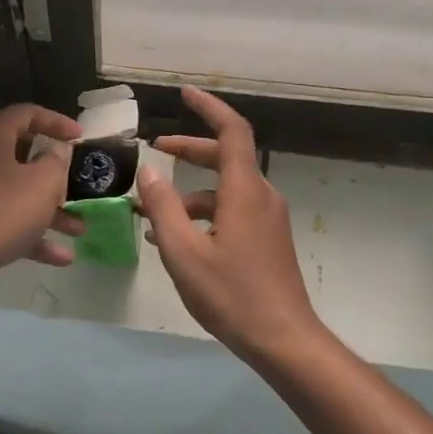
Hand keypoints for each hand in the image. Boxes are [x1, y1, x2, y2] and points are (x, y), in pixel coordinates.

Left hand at [0, 103, 84, 290]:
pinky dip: (31, 234)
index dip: (56, 121)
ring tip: (78, 229)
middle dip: (53, 174)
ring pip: (15, 193)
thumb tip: (55, 151)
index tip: (80, 137)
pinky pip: (4, 221)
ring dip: (48, 210)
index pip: (25, 114)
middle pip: (20, 156)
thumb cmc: (3, 210)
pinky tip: (61, 257)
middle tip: (74, 183)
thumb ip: (56, 161)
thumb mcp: (44, 182)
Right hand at [137, 86, 325, 366]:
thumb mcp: (184, 252)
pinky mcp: (267, 240)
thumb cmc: (232, 295)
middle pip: (225, 157)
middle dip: (190, 149)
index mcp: (244, 191)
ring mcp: (267, 219)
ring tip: (153, 212)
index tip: (185, 93)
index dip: (208, 108)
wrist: (284, 340)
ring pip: (225, 189)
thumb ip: (163, 208)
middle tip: (157, 149)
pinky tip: (177, 239)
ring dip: (190, 192)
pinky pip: (232, 211)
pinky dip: (204, 214)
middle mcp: (261, 196)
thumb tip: (148, 171)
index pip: (231, 131)